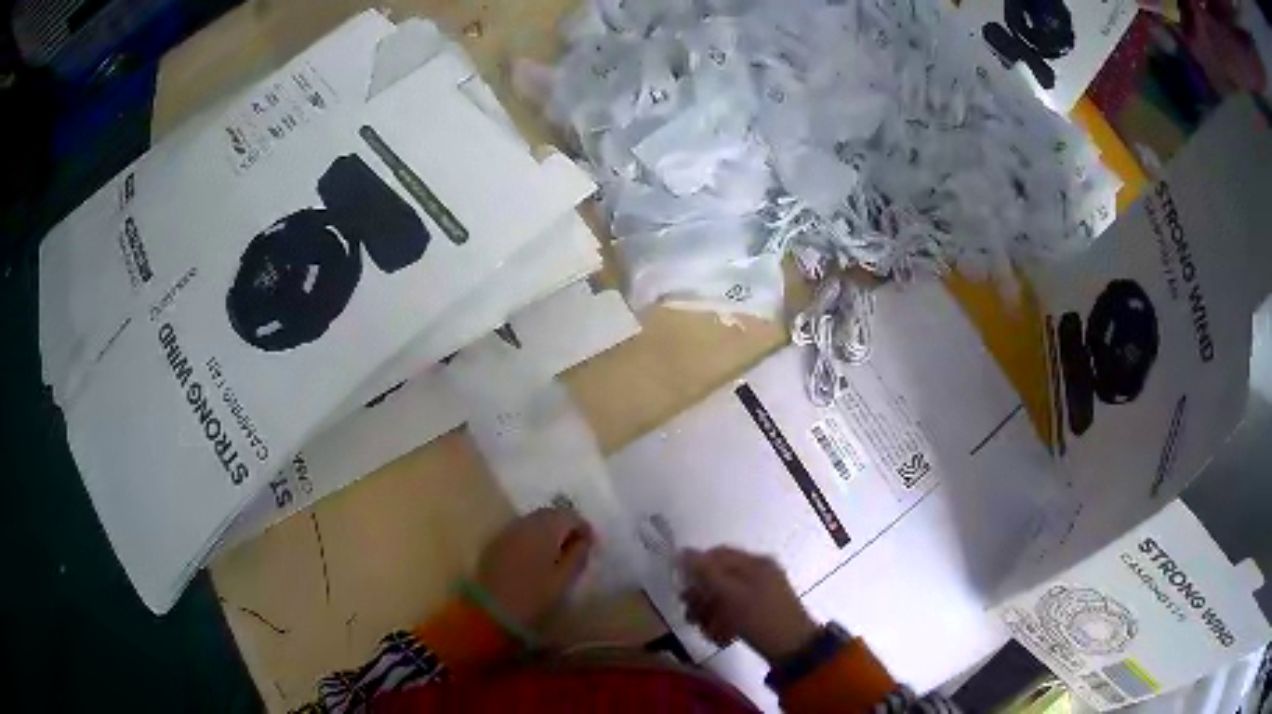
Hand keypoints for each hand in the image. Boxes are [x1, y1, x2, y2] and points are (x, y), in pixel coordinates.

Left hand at [476, 507, 593, 627]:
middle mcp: (525, 522)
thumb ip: (578, 556)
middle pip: (550, 514)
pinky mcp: (495, 543)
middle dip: (565, 526)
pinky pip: (519, 532)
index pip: (570, 515)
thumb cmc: (534, 596)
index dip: (583, 527)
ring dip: (547, 531)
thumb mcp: (564, 579)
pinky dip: (531, 538)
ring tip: (556, 553)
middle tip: (575, 547)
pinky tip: (535, 557)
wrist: (491, 609)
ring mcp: (507, 531)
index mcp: (545, 528)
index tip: (591, 545)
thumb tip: (584, 541)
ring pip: (533, 521)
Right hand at [680, 547, 818, 662]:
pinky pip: (735, 611)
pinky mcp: (762, 612)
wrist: (793, 648)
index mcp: (755, 562)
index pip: (717, 555)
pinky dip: (724, 622)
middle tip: (691, 617)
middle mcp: (759, 573)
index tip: (683, 590)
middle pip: (719, 577)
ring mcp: (762, 593)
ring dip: (710, 614)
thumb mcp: (730, 595)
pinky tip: (721, 637)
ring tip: (707, 631)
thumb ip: (706, 573)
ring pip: (724, 597)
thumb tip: (683, 552)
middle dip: (701, 598)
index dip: (696, 569)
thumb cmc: (761, 618)